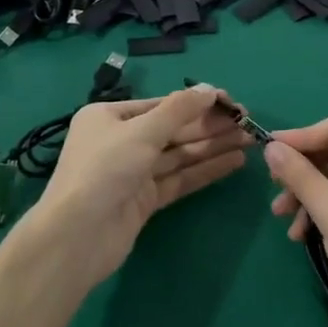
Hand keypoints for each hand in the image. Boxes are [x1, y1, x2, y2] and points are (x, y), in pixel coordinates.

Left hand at [24, 84, 248, 287]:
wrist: (77, 237)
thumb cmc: (104, 170)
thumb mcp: (142, 132)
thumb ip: (179, 110)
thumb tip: (210, 89)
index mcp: (109, 117)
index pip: (160, 105)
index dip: (196, 103)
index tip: (230, 102)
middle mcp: (120, 141)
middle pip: (172, 130)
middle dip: (209, 125)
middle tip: (247, 122)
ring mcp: (133, 173)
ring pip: (178, 154)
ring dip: (212, 146)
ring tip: (249, 140)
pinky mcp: (144, 201)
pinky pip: (179, 178)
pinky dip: (204, 170)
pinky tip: (233, 162)